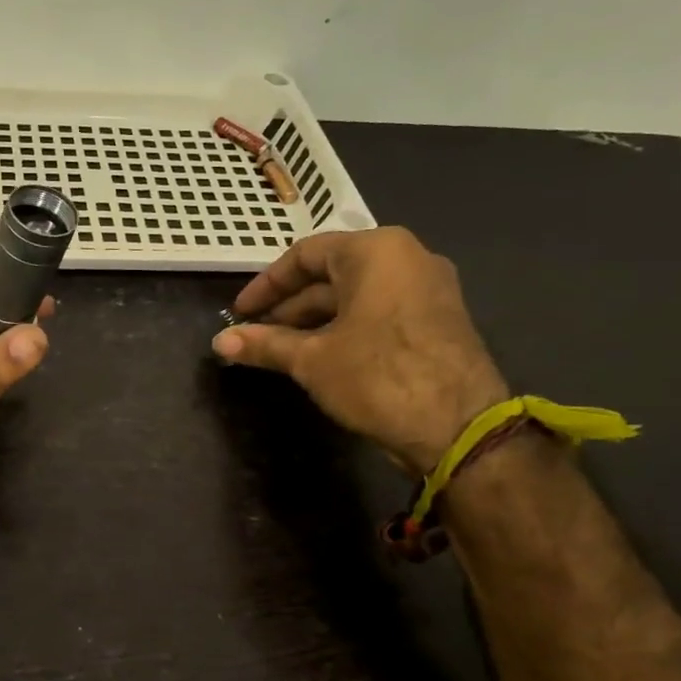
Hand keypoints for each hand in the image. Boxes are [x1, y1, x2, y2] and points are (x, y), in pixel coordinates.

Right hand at [212, 228, 507, 475]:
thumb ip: (264, 344)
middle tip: (255, 333)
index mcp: (375, 251)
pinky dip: (345, 327)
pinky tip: (320, 355)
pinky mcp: (439, 319)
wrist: (461, 429)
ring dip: (314, 320)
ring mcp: (429, 288)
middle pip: (332, 274)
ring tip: (280, 349)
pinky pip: (379, 310)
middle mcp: (407, 257)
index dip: (265, 285)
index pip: (304, 255)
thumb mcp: (311, 360)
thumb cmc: (377, 376)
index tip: (240, 312)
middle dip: (289, 306)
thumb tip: (219, 342)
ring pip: (355, 295)